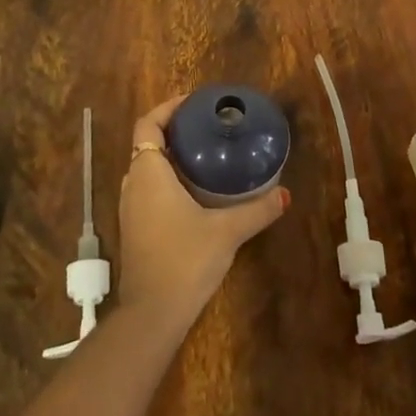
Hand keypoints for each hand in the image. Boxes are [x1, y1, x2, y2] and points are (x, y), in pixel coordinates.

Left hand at [115, 94, 288, 329]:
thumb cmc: (185, 259)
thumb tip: (285, 194)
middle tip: (207, 128)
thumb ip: (257, 210)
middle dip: (174, 131)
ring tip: (204, 155)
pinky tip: (194, 193)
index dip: (167, 108)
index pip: (148, 124)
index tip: (193, 103)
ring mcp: (129, 208)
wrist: (152, 313)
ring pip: (146, 169)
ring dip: (170, 158)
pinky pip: (147, 190)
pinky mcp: (134, 228)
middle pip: (147, 144)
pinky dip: (166, 181)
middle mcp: (132, 184)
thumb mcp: (227, 231)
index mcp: (148, 172)